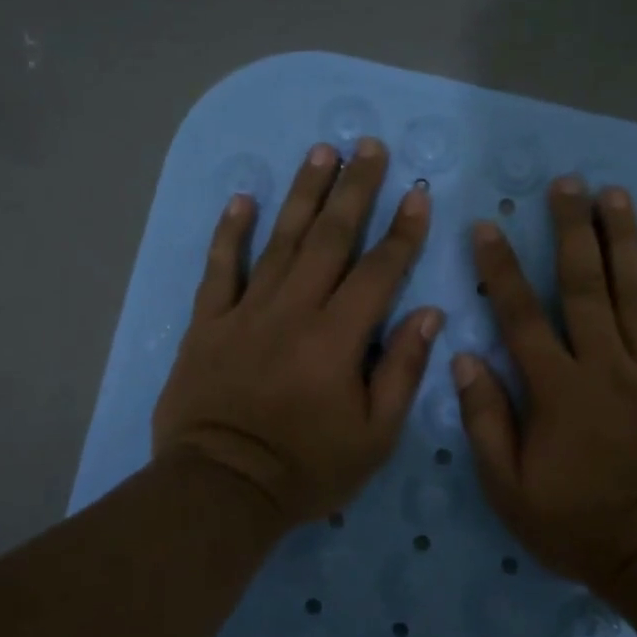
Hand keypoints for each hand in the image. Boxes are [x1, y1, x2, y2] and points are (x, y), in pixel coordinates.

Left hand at [153, 139, 442, 529]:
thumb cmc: (307, 469)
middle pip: (330, 238)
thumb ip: (402, 371)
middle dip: (354, 188)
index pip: (379, 271)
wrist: (221, 490)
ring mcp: (246, 312)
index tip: (418, 193)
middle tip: (368, 146)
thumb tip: (429, 314)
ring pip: (280, 241)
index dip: (403, 231)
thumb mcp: (374, 436)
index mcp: (338, 338)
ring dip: (303, 194)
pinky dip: (230, 233)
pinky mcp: (208, 323)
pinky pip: (219, 269)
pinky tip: (243, 198)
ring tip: (320, 153)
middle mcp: (294, 311)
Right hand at [452, 177, 636, 590]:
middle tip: (567, 183)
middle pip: (585, 287)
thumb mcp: (510, 490)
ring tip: (616, 196)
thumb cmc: (581, 528)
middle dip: (571, 231)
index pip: (521, 316)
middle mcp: (607, 367)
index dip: (501, 269)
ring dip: (626, 243)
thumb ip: (486, 423)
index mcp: (558, 390)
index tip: (488, 225)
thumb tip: (465, 360)